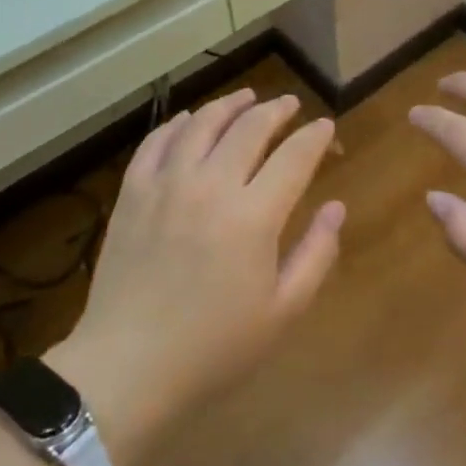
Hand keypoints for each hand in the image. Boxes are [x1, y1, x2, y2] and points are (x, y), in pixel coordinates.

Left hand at [52, 90, 344, 465]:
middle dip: (276, 110)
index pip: (294, 157)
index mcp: (253, 215)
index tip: (325, 126)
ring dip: (229, 105)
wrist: (128, 366)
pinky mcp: (133, 191)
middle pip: (250, 128)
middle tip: (289, 105)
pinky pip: (157, 141)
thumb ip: (316, 254)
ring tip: (245, 98)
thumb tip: (336, 207)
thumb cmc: (214, 347)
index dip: (315, 137)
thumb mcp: (282, 311)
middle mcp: (211, 185)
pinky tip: (189, 120)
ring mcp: (166, 183)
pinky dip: (178, 123)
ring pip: (202, 123)